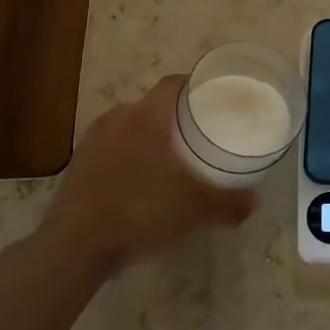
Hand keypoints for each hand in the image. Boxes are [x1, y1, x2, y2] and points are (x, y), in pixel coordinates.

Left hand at [38, 75, 255, 275]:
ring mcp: (94, 139)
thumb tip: (255, 201)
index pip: (174, 83)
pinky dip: (131, 155)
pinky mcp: (79, 162)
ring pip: (132, 125)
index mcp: (147, 115)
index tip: (215, 98)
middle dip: (177, 115)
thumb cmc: (139, 212)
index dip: (196, 86)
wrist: (74, 245)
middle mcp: (118, 117)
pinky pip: (113, 147)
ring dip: (152, 135)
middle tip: (200, 132)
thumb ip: (228, 203)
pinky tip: (141, 181)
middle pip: (154, 104)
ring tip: (173, 157)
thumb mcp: (193, 210)